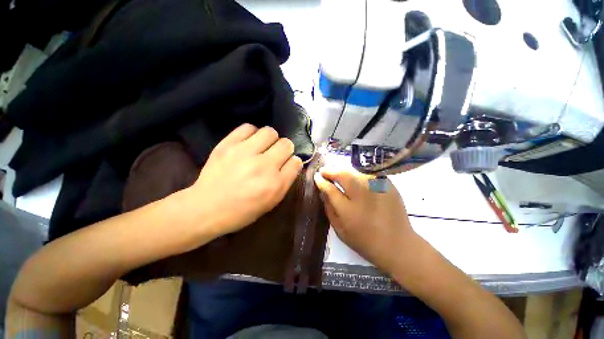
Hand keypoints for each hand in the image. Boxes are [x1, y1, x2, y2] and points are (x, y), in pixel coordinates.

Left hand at [185, 124, 302, 236]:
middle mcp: (264, 166)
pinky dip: (252, 133)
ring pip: (270, 132)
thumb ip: (285, 181)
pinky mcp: (228, 144)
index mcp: (275, 184)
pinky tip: (249, 143)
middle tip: (275, 155)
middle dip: (285, 149)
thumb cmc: (242, 211)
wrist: (206, 208)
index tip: (287, 164)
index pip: (296, 162)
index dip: (294, 162)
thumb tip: (292, 162)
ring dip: (270, 139)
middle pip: (286, 144)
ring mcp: (245, 153)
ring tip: (263, 147)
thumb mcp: (271, 202)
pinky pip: (248, 128)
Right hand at [314, 168, 418, 271]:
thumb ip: (329, 210)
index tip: (317, 176)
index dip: (322, 181)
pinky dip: (358, 174)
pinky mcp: (389, 187)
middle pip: (344, 176)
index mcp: (349, 212)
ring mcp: (378, 190)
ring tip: (337, 172)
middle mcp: (363, 197)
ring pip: (356, 172)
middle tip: (325, 171)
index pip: (331, 190)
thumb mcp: (340, 231)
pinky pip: (369, 174)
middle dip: (331, 171)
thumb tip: (323, 192)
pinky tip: (354, 177)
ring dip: (344, 170)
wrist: (398, 245)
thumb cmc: (365, 242)